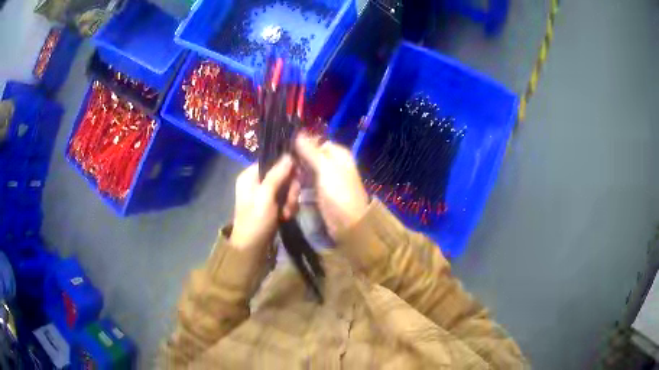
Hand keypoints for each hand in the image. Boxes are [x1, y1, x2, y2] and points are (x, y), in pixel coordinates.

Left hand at [230, 155, 300, 250]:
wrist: (252, 249)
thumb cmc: (256, 220)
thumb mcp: (266, 195)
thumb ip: (277, 174)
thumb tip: (289, 155)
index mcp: (250, 175)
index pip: (272, 161)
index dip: (286, 167)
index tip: (296, 176)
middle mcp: (257, 182)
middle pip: (283, 175)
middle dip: (290, 189)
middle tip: (290, 202)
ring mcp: (265, 195)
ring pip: (287, 188)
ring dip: (291, 200)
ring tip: (287, 213)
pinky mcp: (272, 206)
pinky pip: (286, 199)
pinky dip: (289, 208)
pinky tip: (286, 217)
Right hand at [295, 134, 369, 237]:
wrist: (349, 224)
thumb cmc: (339, 193)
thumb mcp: (325, 169)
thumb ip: (311, 151)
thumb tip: (299, 133)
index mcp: (338, 154)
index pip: (315, 143)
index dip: (301, 147)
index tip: (286, 154)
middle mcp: (332, 164)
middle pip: (307, 159)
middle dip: (296, 168)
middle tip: (287, 178)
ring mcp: (326, 180)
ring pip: (304, 174)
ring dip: (296, 183)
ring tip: (291, 195)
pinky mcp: (320, 194)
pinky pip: (305, 187)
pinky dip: (299, 192)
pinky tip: (292, 199)